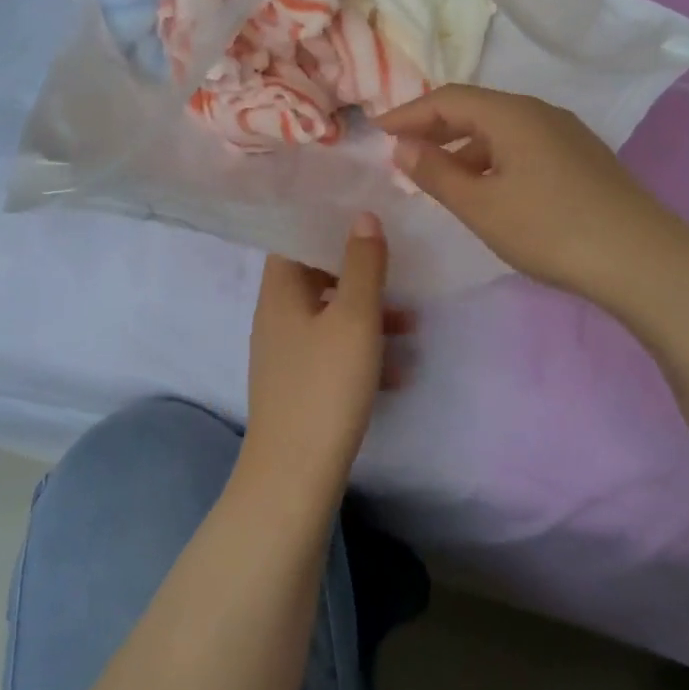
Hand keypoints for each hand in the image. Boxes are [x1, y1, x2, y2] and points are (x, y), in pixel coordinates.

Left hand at [244, 213, 413, 495]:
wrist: (295, 473)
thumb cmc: (325, 384)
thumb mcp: (354, 317)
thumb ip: (362, 264)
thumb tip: (363, 216)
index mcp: (280, 291)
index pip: (295, 240)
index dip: (326, 225)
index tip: (364, 218)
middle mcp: (276, 316)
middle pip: (316, 277)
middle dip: (359, 274)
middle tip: (397, 270)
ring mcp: (286, 354)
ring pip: (330, 317)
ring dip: (368, 315)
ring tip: (411, 324)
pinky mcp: (299, 385)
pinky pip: (333, 353)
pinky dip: (362, 352)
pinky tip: (398, 372)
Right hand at [377, 86, 682, 308]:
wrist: (641, 259)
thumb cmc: (549, 229)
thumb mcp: (481, 205)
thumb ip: (436, 173)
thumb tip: (401, 146)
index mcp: (512, 114)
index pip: (448, 99)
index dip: (409, 112)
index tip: (377, 130)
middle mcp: (540, 112)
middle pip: (476, 109)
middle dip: (435, 128)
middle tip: (402, 152)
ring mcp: (566, 134)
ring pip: (501, 130)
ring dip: (464, 147)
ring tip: (439, 175)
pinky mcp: (582, 159)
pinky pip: (523, 146)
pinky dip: (493, 159)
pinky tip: (488, 188)